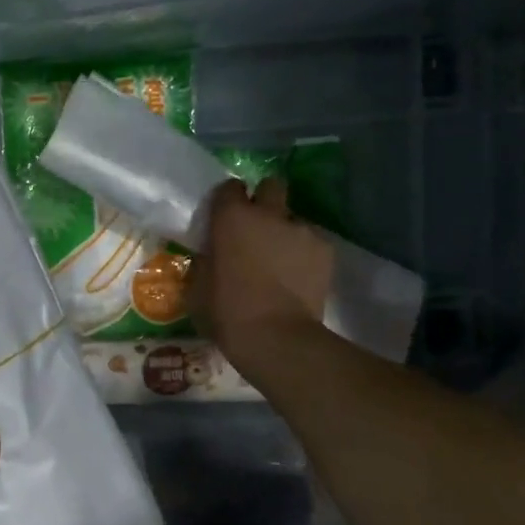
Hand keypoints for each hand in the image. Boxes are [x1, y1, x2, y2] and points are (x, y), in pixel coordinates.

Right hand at [190, 177, 333, 367]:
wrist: (278, 339)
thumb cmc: (228, 313)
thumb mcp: (199, 287)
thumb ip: (206, 260)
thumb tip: (212, 254)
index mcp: (231, 218)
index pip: (229, 187)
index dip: (228, 200)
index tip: (225, 218)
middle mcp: (268, 214)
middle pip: (271, 186)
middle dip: (265, 199)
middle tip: (258, 227)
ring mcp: (301, 230)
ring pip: (293, 219)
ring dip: (285, 233)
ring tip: (282, 262)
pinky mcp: (325, 250)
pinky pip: (311, 243)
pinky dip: (305, 255)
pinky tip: (299, 278)